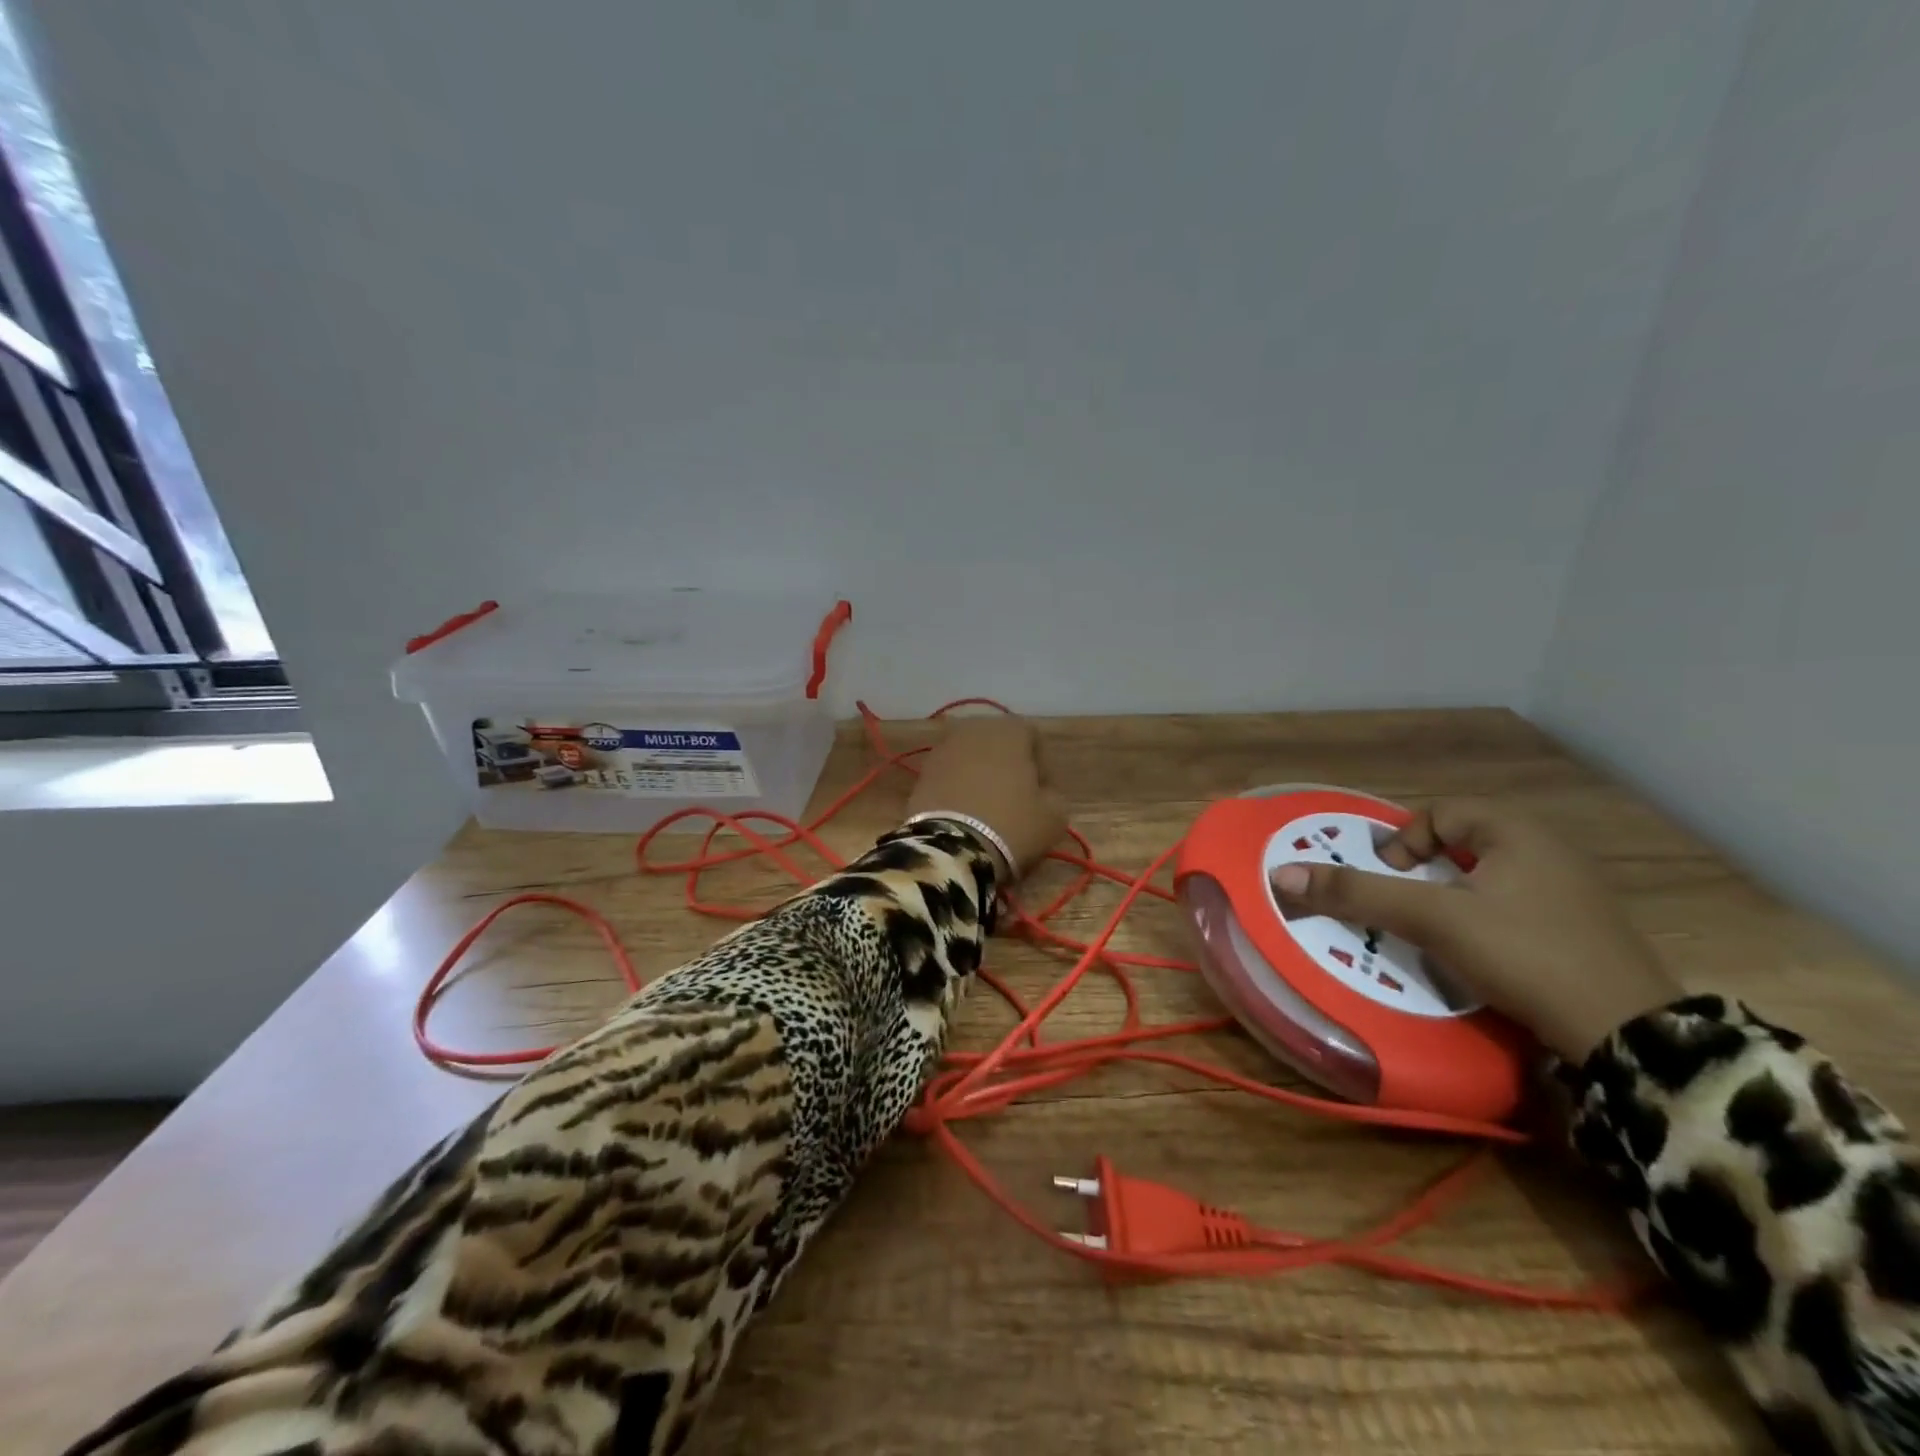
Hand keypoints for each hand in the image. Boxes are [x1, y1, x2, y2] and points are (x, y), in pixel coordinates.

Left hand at [905, 716, 1066, 882]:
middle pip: (999, 744)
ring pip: (972, 759)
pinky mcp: (921, 772)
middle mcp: (973, 728)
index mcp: (1009, 729)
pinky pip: (950, 776)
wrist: (952, 848)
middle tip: (1017, 800)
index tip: (1043, 796)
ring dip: (982, 777)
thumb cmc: (1012, 824)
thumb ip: (1053, 795)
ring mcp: (942, 748)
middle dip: (1009, 767)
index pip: (1034, 739)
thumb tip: (1041, 794)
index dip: (1043, 767)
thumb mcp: (1054, 815)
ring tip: (989, 810)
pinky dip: (959, 789)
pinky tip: (965, 815)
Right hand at [1269, 797, 1680, 1060]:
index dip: (1403, 843)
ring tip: (1434, 932)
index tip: (1394, 883)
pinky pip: (1514, 905)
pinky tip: (1480, 953)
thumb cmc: (1524, 953)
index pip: (1438, 813)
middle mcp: (1548, 849)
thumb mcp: (1432, 919)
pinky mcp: (1582, 929)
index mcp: (1517, 831)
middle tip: (1406, 907)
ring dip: (1451, 898)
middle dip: (1424, 872)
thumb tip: (1281, 875)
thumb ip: (1358, 893)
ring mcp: (1572, 890)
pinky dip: (1484, 919)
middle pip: (1461, 844)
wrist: (1628, 1035)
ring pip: (1486, 878)